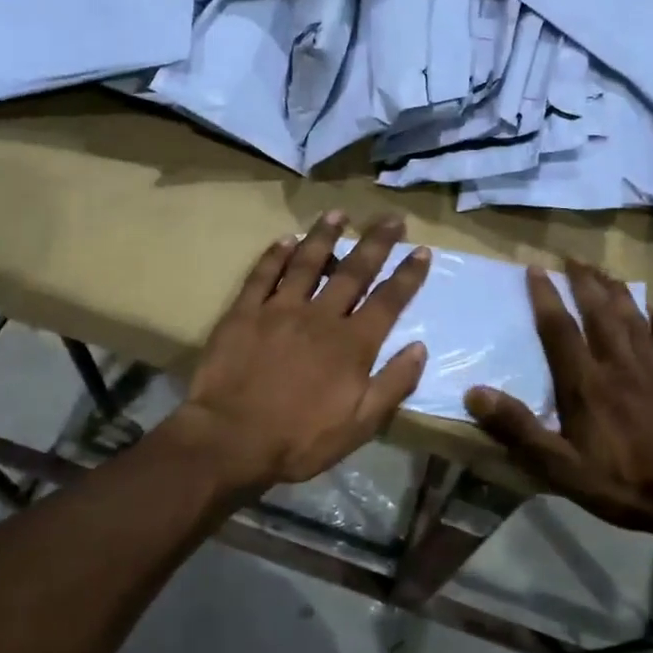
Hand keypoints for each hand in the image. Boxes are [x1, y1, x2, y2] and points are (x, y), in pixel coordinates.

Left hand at [169, 211, 431, 494]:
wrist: (231, 439)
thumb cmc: (300, 438)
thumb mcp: (360, 424)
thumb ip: (393, 384)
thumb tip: (420, 347)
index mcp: (352, 343)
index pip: (388, 300)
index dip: (408, 274)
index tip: (421, 249)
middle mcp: (320, 316)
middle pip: (354, 270)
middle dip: (376, 242)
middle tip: (391, 217)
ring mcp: (279, 309)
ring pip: (307, 262)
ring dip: (326, 235)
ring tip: (339, 213)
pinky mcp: (244, 312)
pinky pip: (263, 274)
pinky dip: (275, 254)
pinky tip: (286, 238)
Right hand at [465, 260, 652, 547]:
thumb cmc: (626, 485)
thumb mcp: (562, 468)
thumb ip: (519, 429)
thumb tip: (475, 392)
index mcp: (588, 384)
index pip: (560, 330)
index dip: (545, 297)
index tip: (535, 268)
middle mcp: (621, 366)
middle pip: (600, 314)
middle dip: (584, 283)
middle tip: (572, 258)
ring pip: (635, 320)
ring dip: (618, 293)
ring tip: (605, 273)